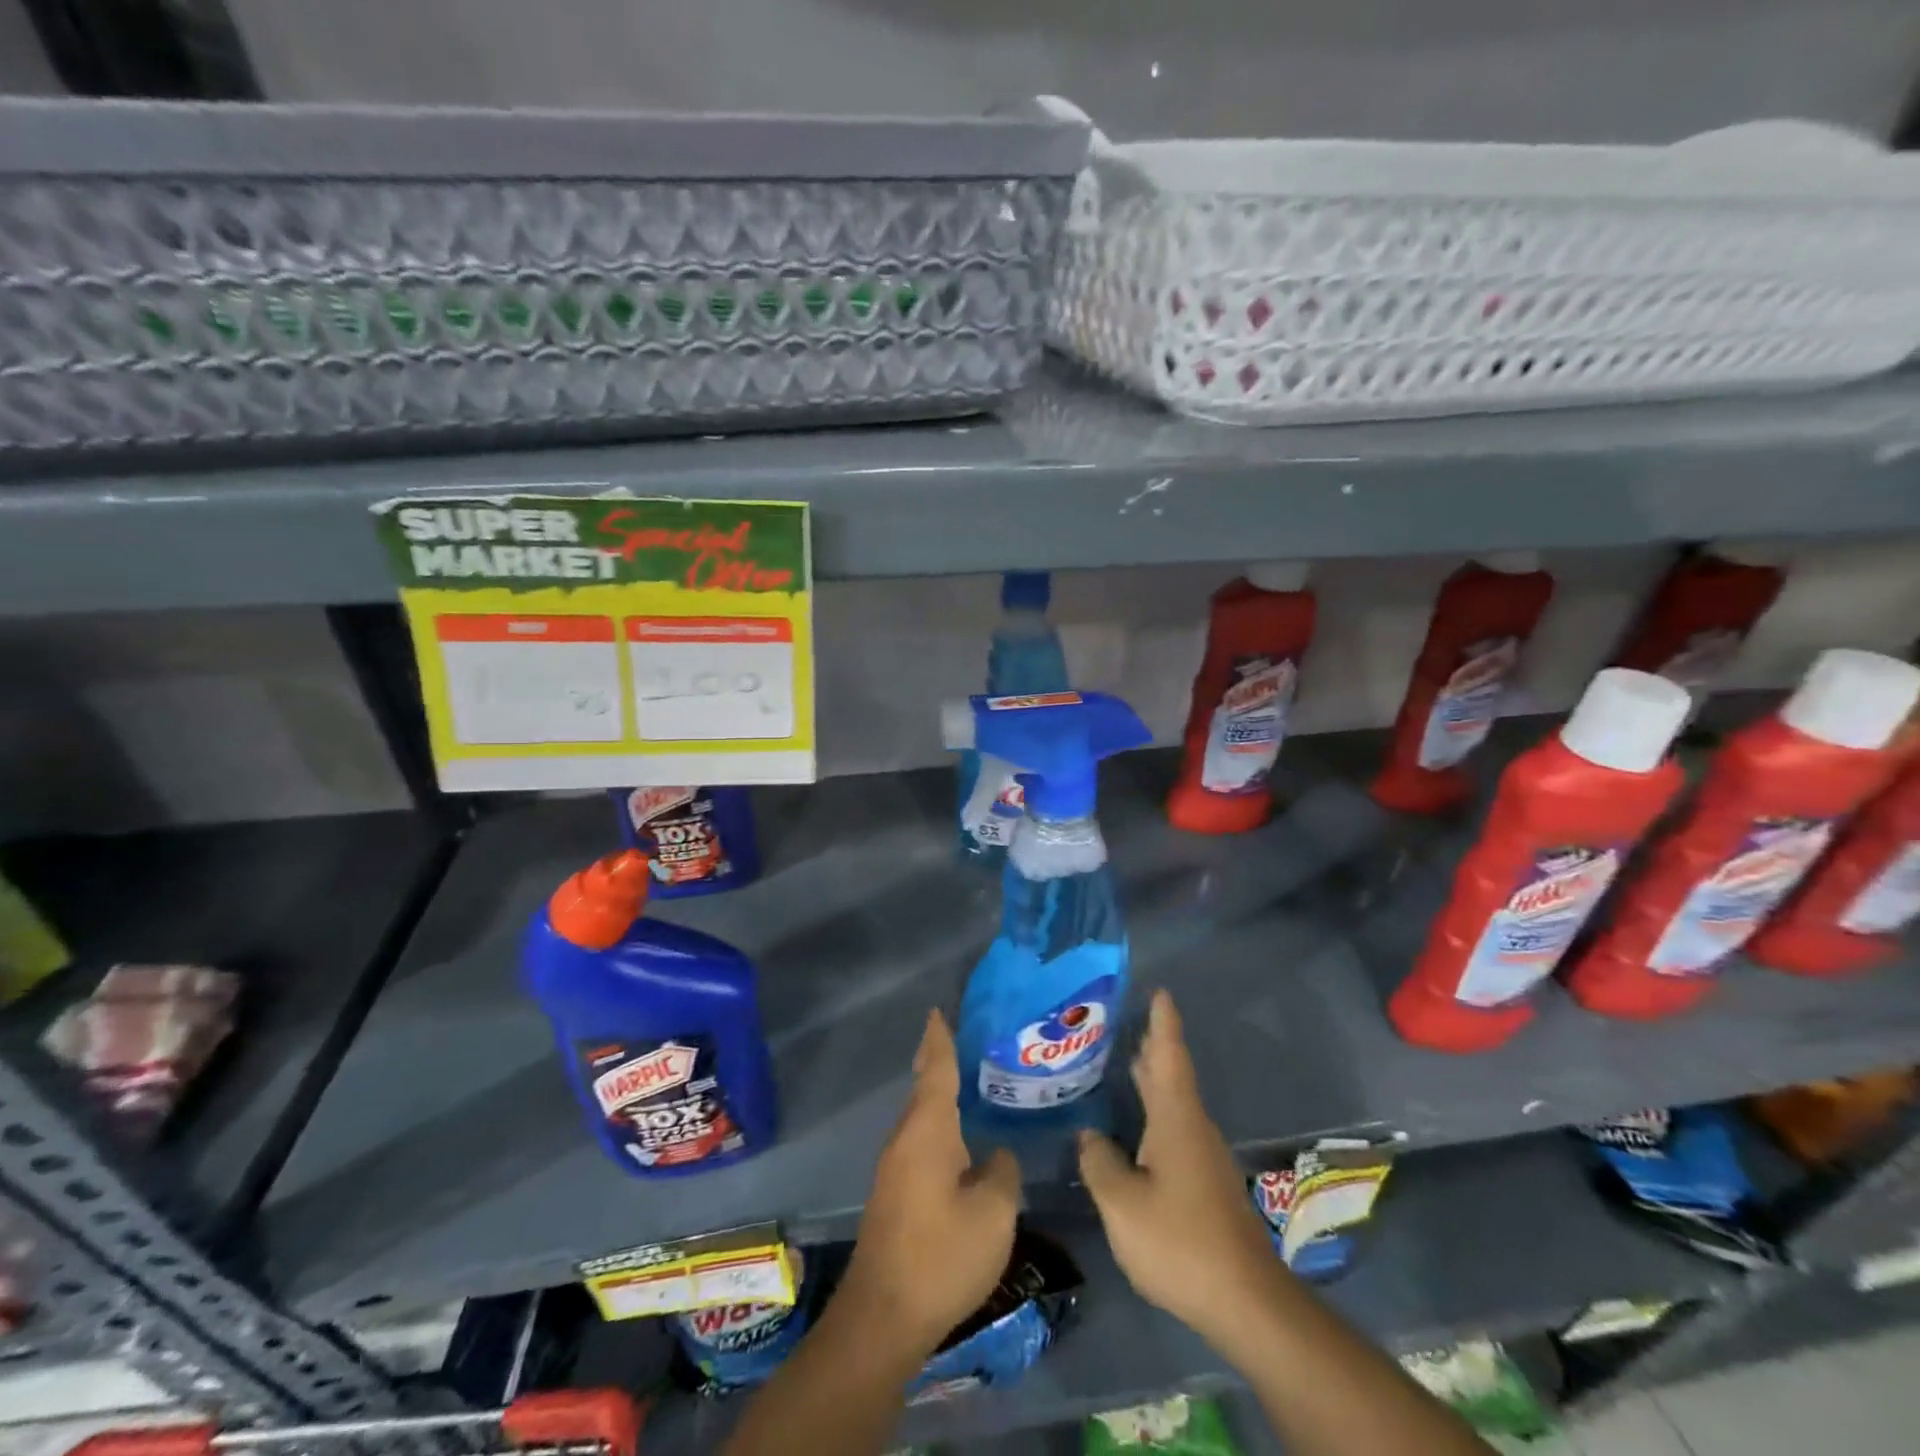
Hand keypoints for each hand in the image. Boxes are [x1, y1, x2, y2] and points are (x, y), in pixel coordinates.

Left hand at [834, 1009, 1021, 1356]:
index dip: (940, 1038)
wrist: (883, 1316)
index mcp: (928, 1129)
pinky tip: (960, 1142)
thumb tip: (996, 1154)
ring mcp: (895, 1167)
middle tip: (967, 1041)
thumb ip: (1002, 1172)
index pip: (935, 1068)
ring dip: (941, 1097)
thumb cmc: (942, 1254)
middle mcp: (905, 1138)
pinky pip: (920, 1143)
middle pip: (925, 1088)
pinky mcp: (894, 1194)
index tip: (939, 1009)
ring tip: (971, 1085)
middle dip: (940, 1061)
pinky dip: (940, 1127)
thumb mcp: (993, 1213)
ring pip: (922, 1118)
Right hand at [1078, 990, 1285, 1349]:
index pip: (1169, 1055)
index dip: (1163, 1021)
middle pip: (1171, 1073)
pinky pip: (1173, 1127)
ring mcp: (1202, 1156)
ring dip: (1151, 1077)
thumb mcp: (1122, 1204)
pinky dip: (1153, 1109)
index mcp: (1175, 1118)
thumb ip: (1098, 1162)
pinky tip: (1133, 1124)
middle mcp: (1192, 1127)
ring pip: (1173, 1101)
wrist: (1246, 1301)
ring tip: (1121, 1059)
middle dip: (1152, 1044)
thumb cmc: (1180, 1241)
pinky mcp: (1204, 1182)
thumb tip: (1087, 1135)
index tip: (1159, 990)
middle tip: (1123, 1018)